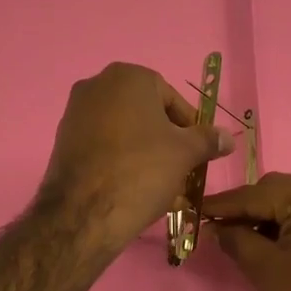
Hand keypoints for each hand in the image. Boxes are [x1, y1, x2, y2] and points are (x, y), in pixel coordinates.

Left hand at [39, 63, 231, 253]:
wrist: (84, 213)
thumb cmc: (142, 170)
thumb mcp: (185, 153)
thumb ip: (208, 140)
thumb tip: (227, 138)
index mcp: (128, 76)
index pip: (171, 98)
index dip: (189, 127)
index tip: (197, 153)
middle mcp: (96, 85)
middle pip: (145, 113)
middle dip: (166, 141)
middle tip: (181, 169)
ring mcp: (75, 113)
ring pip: (124, 131)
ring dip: (145, 153)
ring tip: (161, 185)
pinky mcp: (63, 141)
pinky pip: (103, 146)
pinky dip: (120, 161)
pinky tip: (133, 189)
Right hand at [202, 172, 290, 290]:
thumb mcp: (267, 271)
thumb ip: (237, 241)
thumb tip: (216, 228)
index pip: (259, 193)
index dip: (224, 204)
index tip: (195, 210)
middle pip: (277, 192)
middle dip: (245, 208)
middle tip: (216, 229)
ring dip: (264, 219)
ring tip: (238, 240)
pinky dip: (284, 228)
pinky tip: (266, 246)